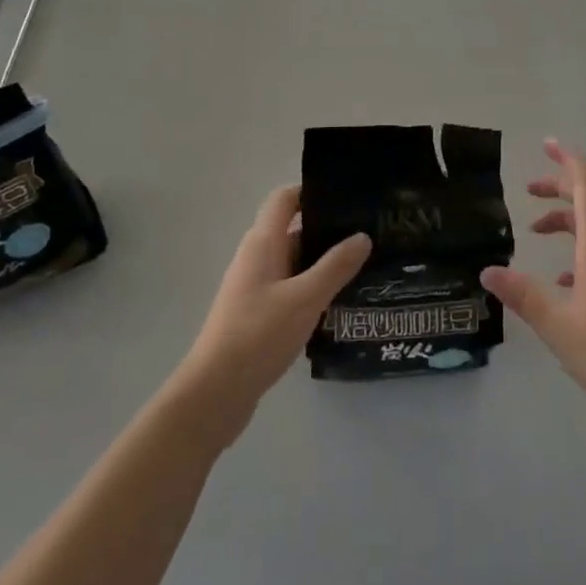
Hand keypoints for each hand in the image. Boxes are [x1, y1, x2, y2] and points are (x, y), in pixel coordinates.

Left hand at [175, 186, 369, 434]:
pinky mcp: (258, 314)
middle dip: (329, 230)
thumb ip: (336, 266)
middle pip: (294, 230)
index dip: (312, 191)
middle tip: (370, 233)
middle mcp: (257, 258)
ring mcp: (255, 287)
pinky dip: (313, 289)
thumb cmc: (258, 335)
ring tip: (365, 266)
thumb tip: (362, 236)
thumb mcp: (305, 298)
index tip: (348, 196)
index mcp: (263, 243)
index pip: (285, 199)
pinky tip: (340, 302)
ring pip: (295, 263)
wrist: (215, 393)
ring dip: (324, 263)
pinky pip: (291, 289)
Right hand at [481, 140, 585, 434]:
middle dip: (562, 186)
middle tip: (529, 189)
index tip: (547, 146)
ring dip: (570, 218)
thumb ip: (523, 295)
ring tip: (537, 232)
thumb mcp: (557, 327)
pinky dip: (583, 247)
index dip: (569, 159)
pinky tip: (563, 280)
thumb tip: (488, 270)